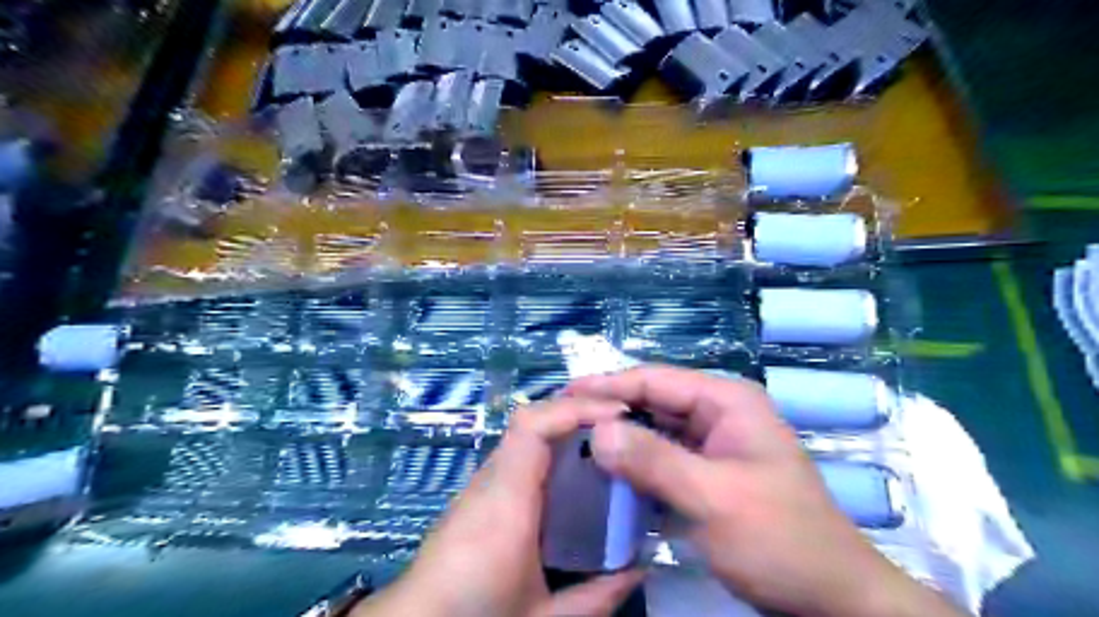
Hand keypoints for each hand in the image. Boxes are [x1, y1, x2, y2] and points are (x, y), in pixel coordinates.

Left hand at [351, 397, 645, 616]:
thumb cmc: (474, 613)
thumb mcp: (543, 616)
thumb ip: (596, 596)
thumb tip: (641, 566)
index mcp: (507, 501)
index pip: (533, 427)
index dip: (575, 409)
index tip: (618, 415)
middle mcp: (491, 479)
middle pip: (531, 420)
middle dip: (577, 411)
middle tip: (621, 422)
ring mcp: (481, 481)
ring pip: (525, 434)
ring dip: (565, 426)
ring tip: (605, 438)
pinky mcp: (478, 491)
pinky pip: (519, 453)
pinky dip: (551, 446)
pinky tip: (572, 467)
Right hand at [566, 366, 964, 616]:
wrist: (829, 596)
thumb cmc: (779, 539)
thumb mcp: (713, 498)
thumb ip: (653, 460)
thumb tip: (598, 431)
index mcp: (725, 401)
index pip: (654, 380)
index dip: (607, 385)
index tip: (564, 395)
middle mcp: (717, 413)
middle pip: (652, 402)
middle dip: (610, 413)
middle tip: (563, 424)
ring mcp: (713, 443)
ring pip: (654, 431)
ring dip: (620, 440)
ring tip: (574, 447)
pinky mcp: (707, 472)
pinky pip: (662, 458)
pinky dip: (636, 465)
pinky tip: (606, 475)